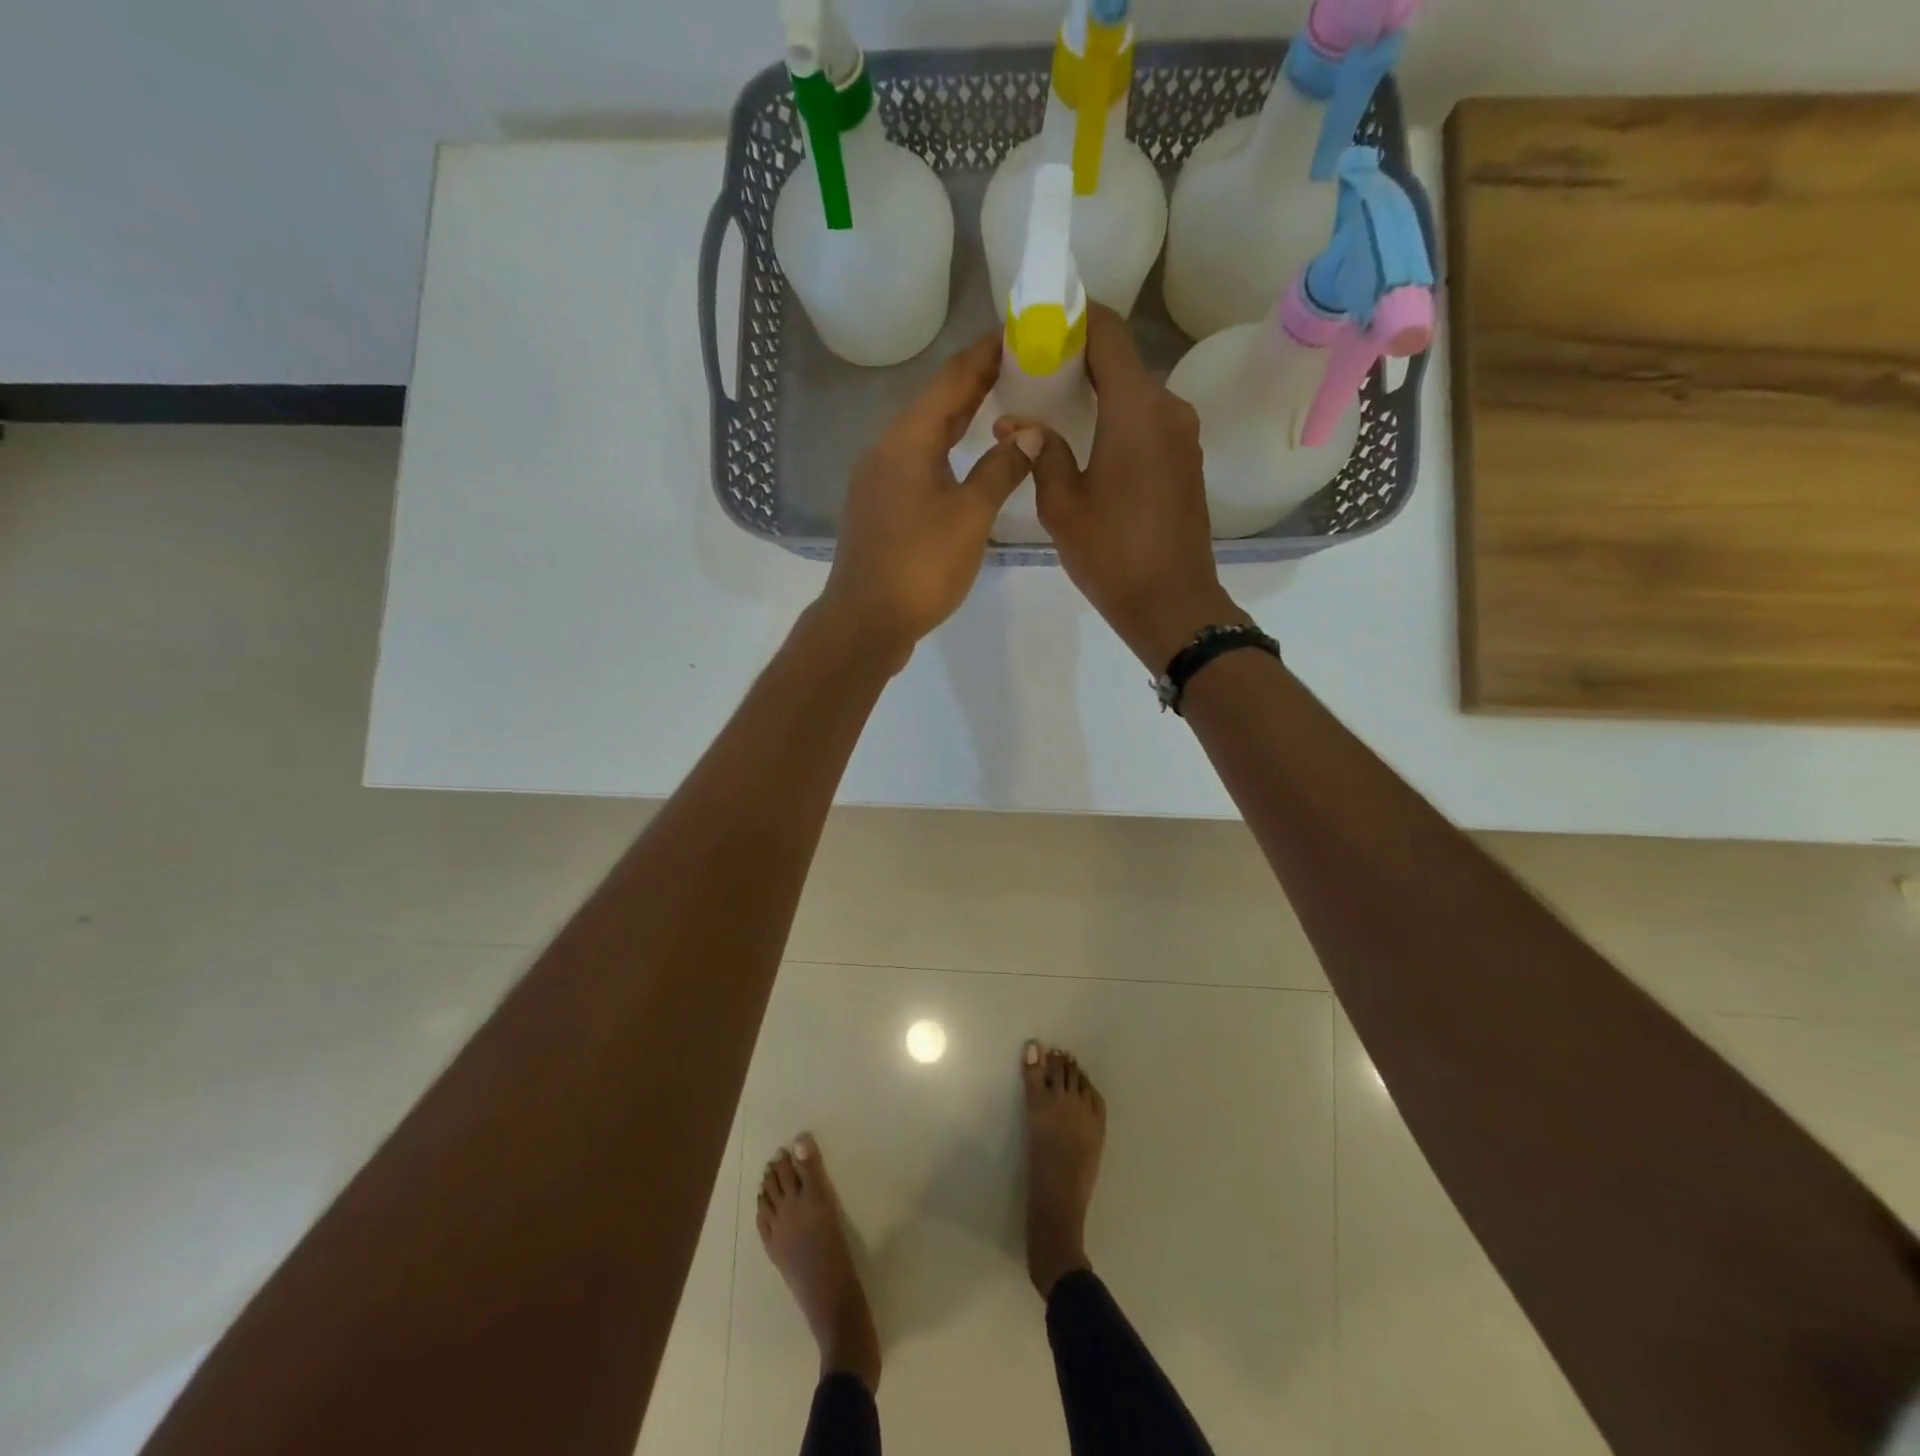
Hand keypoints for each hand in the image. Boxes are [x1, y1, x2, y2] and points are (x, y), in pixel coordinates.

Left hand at [820, 332, 1036, 671]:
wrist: (866, 621)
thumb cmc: (920, 565)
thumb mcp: (970, 516)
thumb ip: (1001, 470)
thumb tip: (1030, 436)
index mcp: (906, 440)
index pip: (950, 380)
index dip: (984, 354)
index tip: (1017, 332)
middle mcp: (885, 450)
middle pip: (935, 405)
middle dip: (976, 383)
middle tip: (1019, 365)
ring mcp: (878, 480)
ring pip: (925, 436)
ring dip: (961, 419)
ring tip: (1000, 404)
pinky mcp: (879, 508)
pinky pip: (917, 463)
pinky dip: (946, 451)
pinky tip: (967, 459)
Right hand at [996, 305, 1246, 669]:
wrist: (1172, 604)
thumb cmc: (1112, 555)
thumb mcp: (1062, 507)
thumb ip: (1041, 453)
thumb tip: (1017, 422)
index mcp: (1136, 410)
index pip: (1108, 333)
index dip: (1076, 317)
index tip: (1041, 323)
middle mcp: (1168, 409)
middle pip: (1122, 361)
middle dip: (1079, 358)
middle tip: (1034, 371)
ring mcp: (1183, 435)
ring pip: (1136, 393)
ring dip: (1100, 391)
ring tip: (1055, 407)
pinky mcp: (1186, 460)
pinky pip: (1149, 421)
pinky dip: (1119, 418)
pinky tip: (1089, 440)